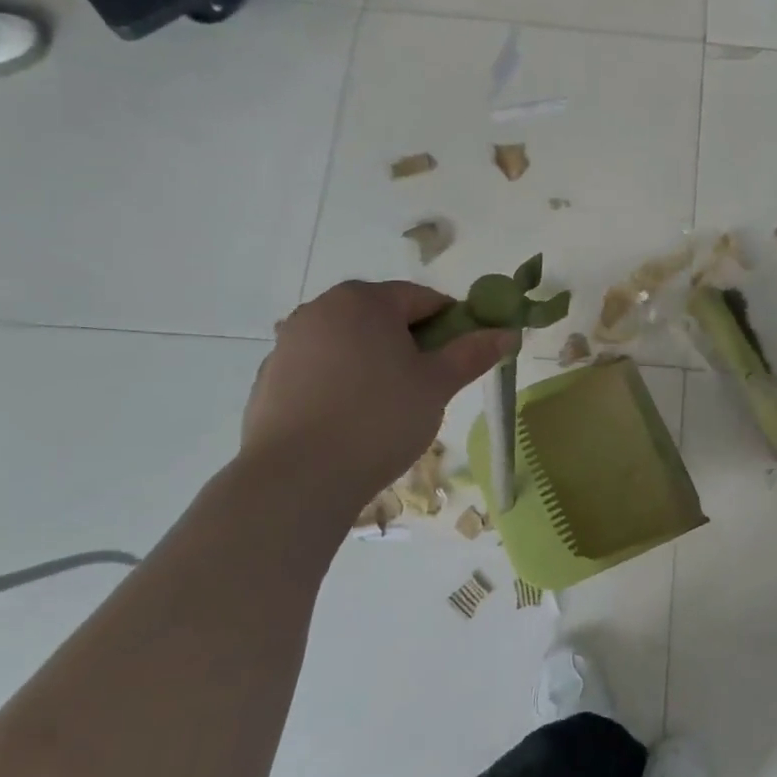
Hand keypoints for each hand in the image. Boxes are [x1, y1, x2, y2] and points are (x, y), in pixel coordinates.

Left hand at [241, 281, 515, 503]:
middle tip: (430, 384)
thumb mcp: (438, 385)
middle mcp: (320, 309)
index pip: (423, 298)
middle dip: (411, 343)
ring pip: (350, 343)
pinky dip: (342, 382)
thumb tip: (508, 333)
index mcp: (364, 300)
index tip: (463, 357)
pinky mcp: (269, 378)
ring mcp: (288, 343)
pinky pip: (321, 369)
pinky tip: (352, 419)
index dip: (452, 324)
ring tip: (391, 406)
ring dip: (375, 362)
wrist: (298, 477)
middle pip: (382, 316)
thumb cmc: (380, 418)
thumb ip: (472, 353)